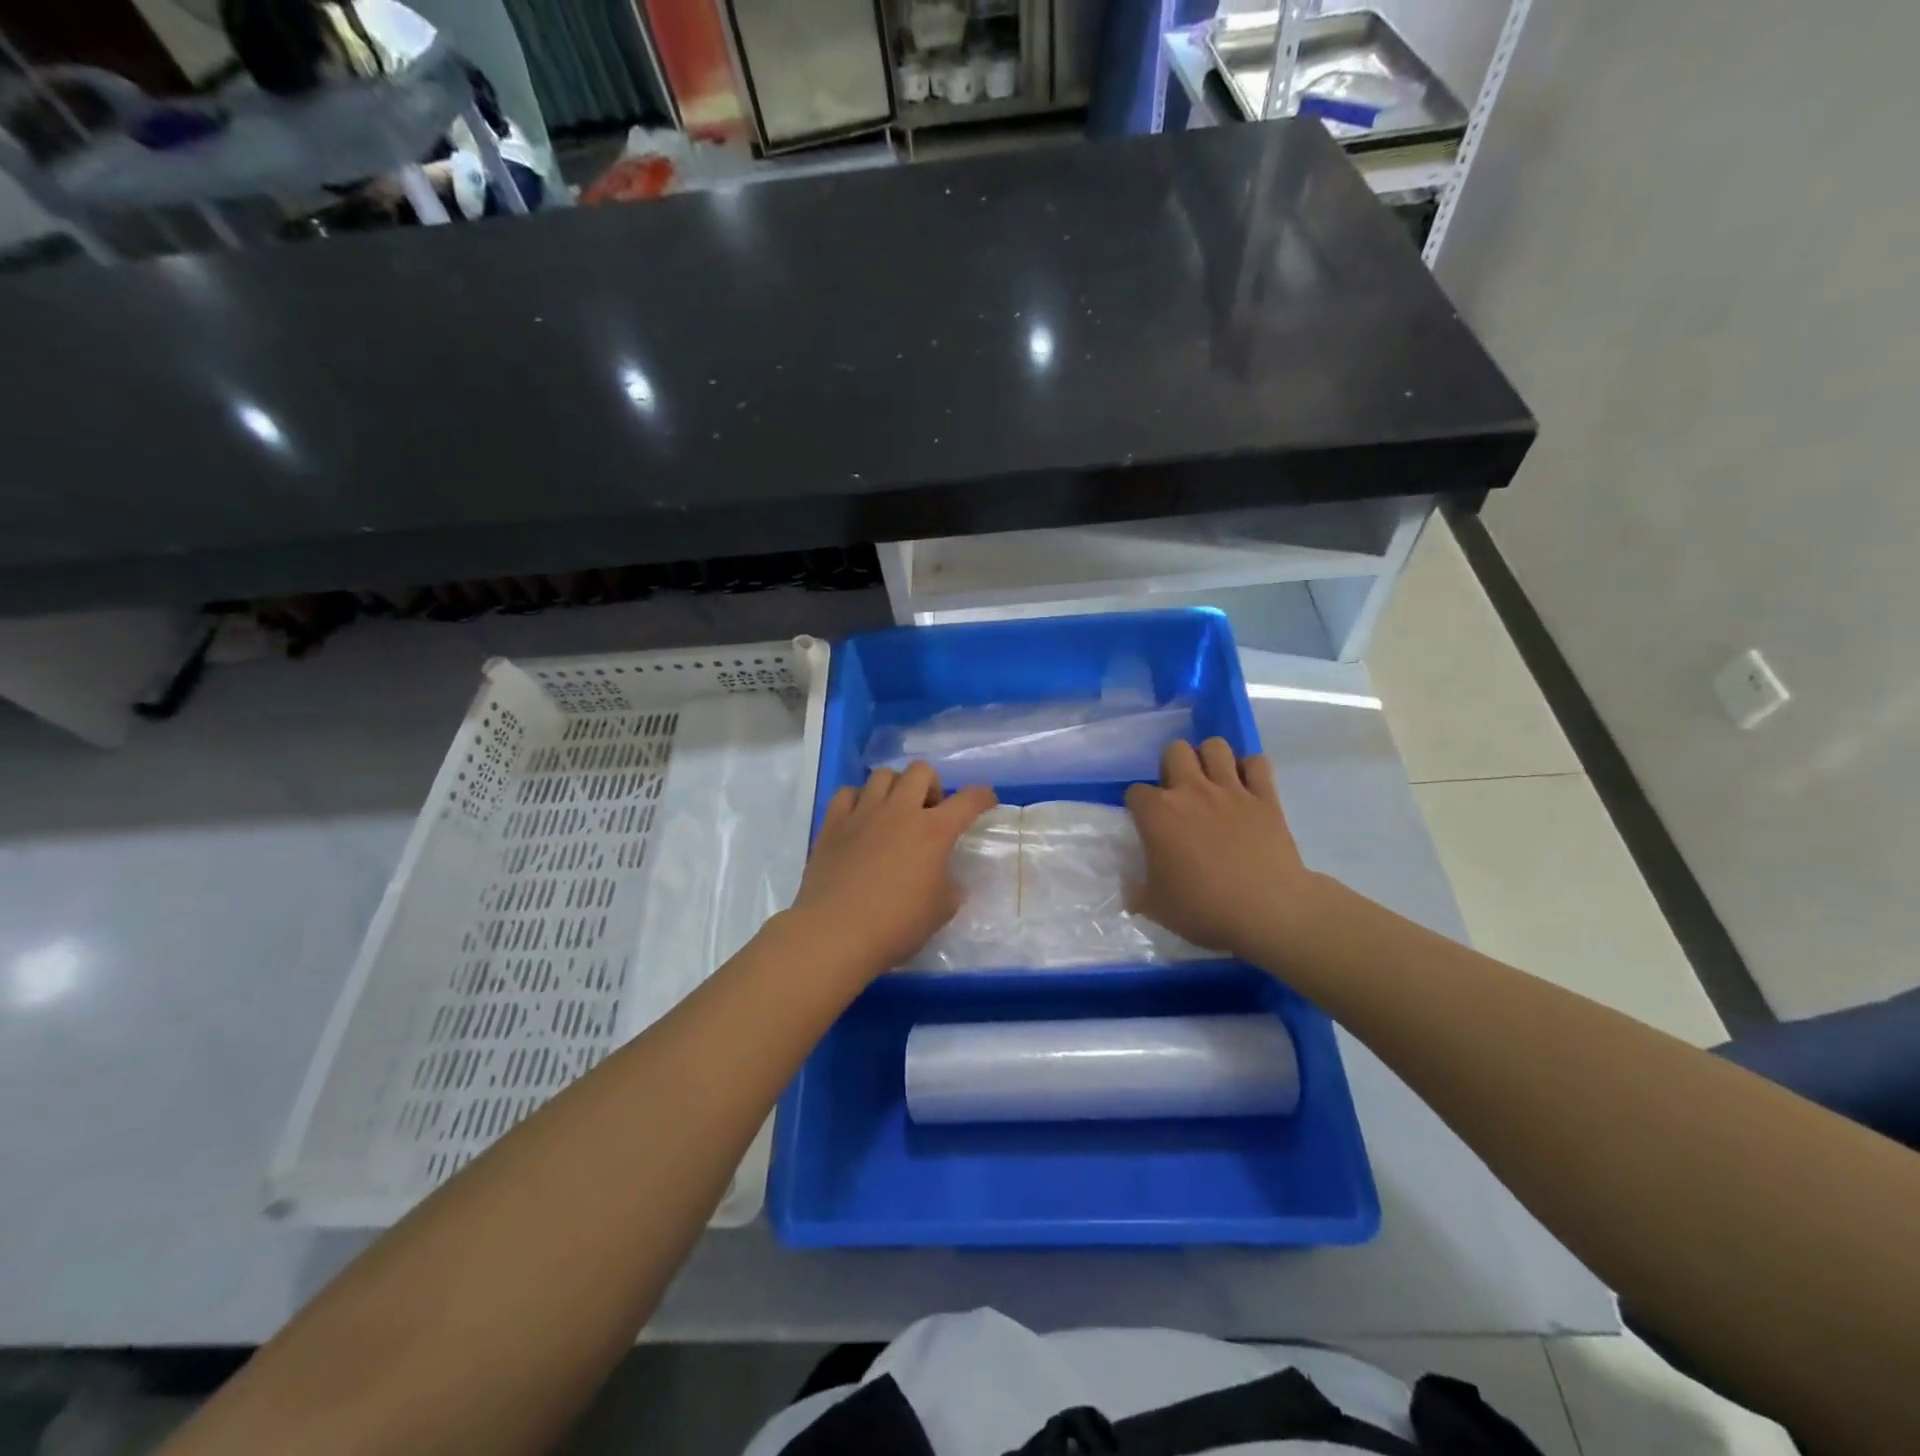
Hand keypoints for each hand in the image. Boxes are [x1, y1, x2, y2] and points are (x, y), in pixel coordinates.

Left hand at [785, 762, 997, 979]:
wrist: (836, 933)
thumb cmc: (897, 925)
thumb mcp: (941, 911)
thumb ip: (950, 887)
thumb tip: (945, 878)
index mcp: (934, 831)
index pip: (968, 800)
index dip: (982, 797)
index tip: (986, 801)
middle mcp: (900, 811)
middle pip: (921, 771)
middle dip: (932, 785)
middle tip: (930, 812)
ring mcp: (863, 813)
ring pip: (883, 775)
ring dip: (895, 787)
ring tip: (894, 811)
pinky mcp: (833, 823)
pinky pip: (847, 793)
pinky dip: (858, 799)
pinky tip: (860, 819)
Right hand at [1125, 739, 1322, 959]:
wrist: (1268, 912)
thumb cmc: (1204, 909)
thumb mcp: (1156, 908)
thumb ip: (1137, 891)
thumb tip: (1131, 886)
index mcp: (1158, 814)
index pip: (1135, 792)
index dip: (1138, 806)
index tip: (1146, 823)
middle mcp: (1191, 791)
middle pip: (1175, 751)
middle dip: (1172, 765)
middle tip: (1178, 793)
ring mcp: (1231, 790)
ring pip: (1216, 746)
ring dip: (1210, 758)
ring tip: (1211, 780)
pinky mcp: (1265, 797)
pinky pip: (1258, 764)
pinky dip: (1250, 769)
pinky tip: (1247, 787)